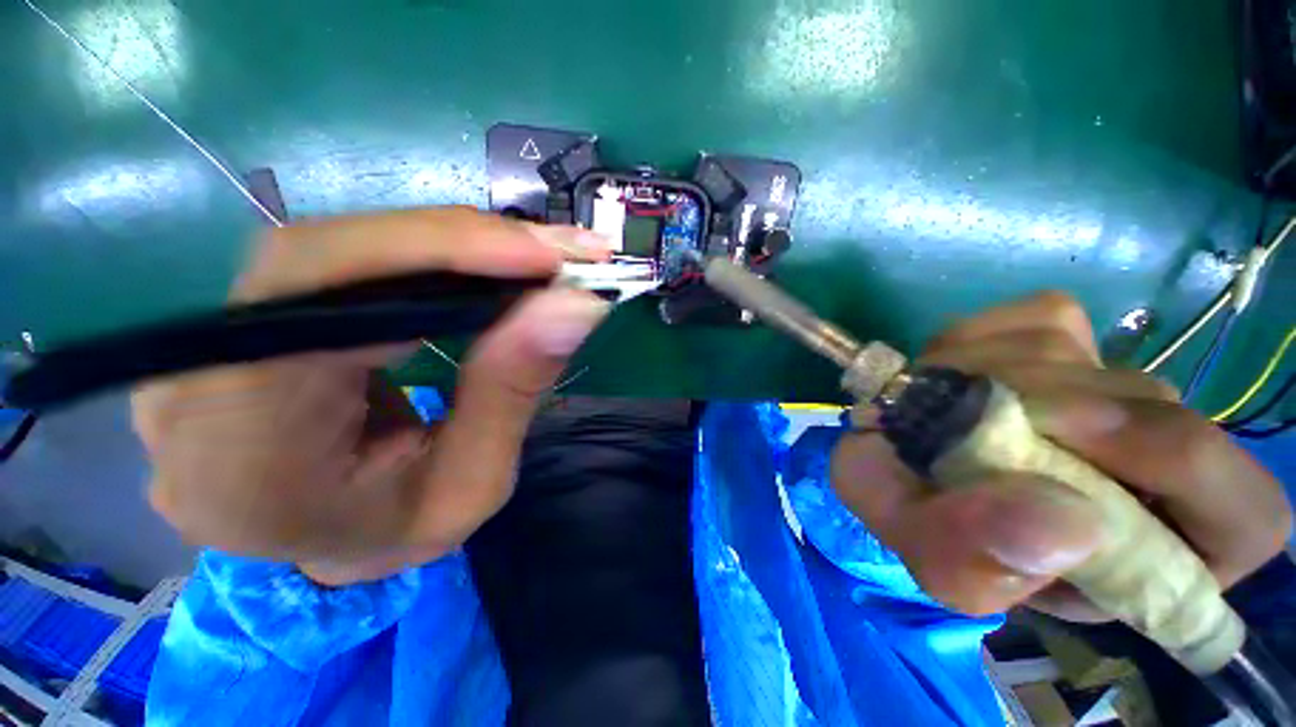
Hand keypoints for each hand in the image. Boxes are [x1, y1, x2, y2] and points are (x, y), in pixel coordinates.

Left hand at [133, 207, 611, 584]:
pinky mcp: (247, 320)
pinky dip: (430, 259)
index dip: (435, 252)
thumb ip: (512, 391)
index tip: (542, 258)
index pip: (316, 296)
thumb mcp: (472, 486)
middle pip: (329, 256)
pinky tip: (485, 267)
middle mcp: (197, 379)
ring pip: (340, 249)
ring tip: (537, 259)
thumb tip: (574, 306)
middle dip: (465, 243)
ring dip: (456, 246)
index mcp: (240, 452)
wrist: (326, 546)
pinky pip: (343, 264)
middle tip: (560, 252)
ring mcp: (211, 342)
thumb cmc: (395, 534)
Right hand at [831, 293, 1291, 618]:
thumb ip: (980, 566)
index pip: (1245, 512)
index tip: (1062, 437)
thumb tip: (1068, 526)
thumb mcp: (940, 566)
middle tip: (957, 422)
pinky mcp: (1069, 336)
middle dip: (1041, 406)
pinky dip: (979, 339)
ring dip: (985, 374)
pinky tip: (949, 373)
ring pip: (1080, 354)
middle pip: (1150, 403)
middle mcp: (1156, 461)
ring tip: (936, 409)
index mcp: (1156, 548)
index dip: (1173, 463)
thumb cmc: (925, 524)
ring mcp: (1114, 384)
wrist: (895, 462)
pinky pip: (1040, 318)